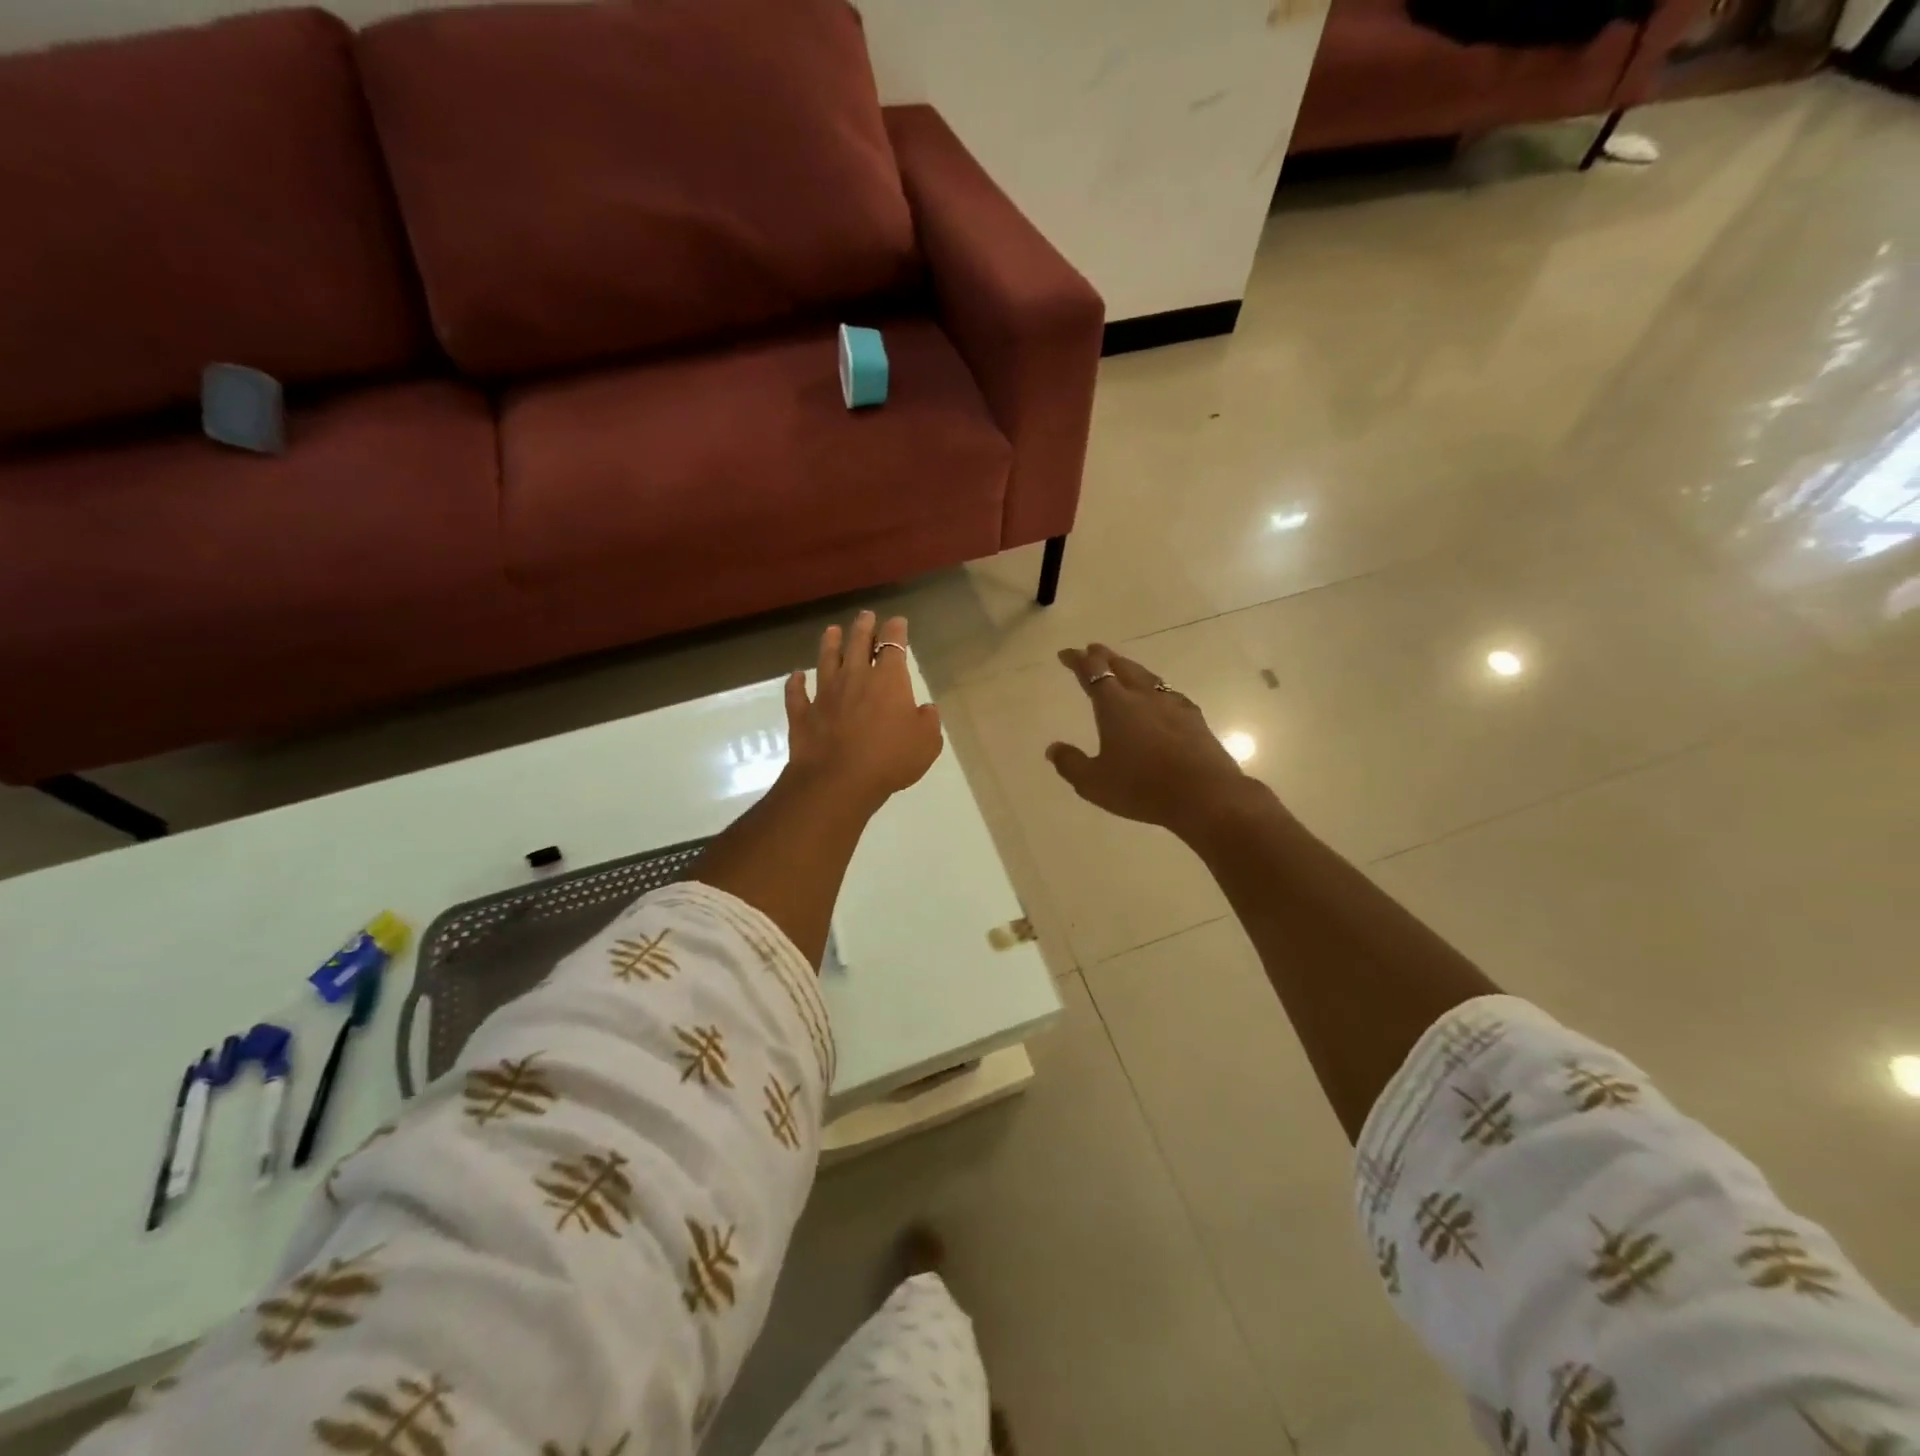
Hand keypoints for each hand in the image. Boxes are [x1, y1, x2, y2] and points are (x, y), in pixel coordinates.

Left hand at [783, 612, 943, 814]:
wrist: (839, 780)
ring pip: (826, 660)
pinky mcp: (803, 714)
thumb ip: (928, 721)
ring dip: (830, 644)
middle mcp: (854, 677)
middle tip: (865, 615)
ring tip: (832, 631)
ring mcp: (825, 694)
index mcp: (888, 679)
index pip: (893, 645)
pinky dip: (796, 683)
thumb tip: (925, 709)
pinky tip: (796, 676)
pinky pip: (797, 694)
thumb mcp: (927, 742)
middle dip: (863, 627)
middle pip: (857, 644)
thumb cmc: (890, 758)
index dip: (896, 630)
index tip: (897, 622)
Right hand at [1046, 644, 1252, 839]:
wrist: (1204, 794)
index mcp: (1115, 705)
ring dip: (1131, 668)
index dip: (1078, 660)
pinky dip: (1156, 688)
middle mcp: (1143, 697)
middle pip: (1122, 666)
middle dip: (1104, 656)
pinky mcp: (1194, 719)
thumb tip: (1053, 748)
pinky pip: (1169, 693)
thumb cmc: (1141, 787)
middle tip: (1093, 650)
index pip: (1093, 672)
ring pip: (1147, 676)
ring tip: (1123, 667)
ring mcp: (1172, 705)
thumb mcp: (1093, 783)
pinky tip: (1160, 696)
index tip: (1067, 654)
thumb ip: (1071, 763)